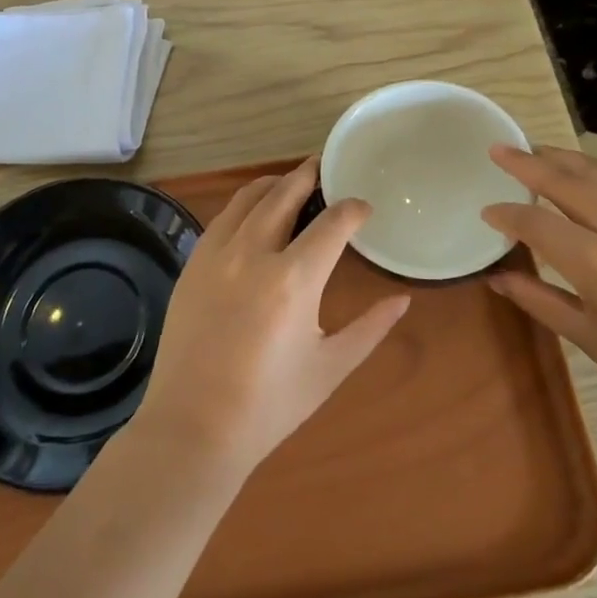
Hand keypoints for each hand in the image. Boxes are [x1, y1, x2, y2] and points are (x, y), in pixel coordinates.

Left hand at [129, 158, 410, 478]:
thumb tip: (404, 300)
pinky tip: (254, 214)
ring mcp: (217, 254)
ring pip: (249, 197)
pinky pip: (223, 217)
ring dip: (275, 183)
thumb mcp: (330, 367)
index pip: (333, 222)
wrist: (193, 428)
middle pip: (285, 193)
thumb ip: (371, 328)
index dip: (353, 209)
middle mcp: (254, 253)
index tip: (364, 209)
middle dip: (310, 176)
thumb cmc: (270, 405)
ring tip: (292, 183)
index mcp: (294, 279)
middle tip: (326, 169)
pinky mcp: (192, 264)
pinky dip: (245, 205)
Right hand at [480, 145, 596, 454]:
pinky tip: (590, 182)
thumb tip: (497, 277)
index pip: (538, 224)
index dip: (508, 215)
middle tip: (500, 148)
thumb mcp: (591, 339)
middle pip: (569, 182)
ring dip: (566, 159)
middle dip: (528, 163)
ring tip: (538, 149)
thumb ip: (539, 299)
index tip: (487, 211)